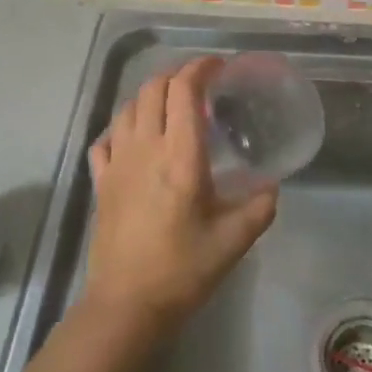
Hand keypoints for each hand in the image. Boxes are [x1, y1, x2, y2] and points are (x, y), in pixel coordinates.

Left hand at [83, 57, 275, 331]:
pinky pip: (105, 139)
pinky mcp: (101, 183)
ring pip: (128, 108)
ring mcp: (117, 164)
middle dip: (176, 74)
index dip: (200, 68)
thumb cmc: (182, 270)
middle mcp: (145, 149)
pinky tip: (134, 137)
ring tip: (170, 104)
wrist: (126, 306)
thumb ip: (259, 207)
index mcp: (180, 156)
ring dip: (150, 95)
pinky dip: (122, 126)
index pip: (184, 90)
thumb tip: (270, 187)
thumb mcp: (234, 240)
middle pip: (153, 89)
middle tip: (199, 82)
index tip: (218, 65)